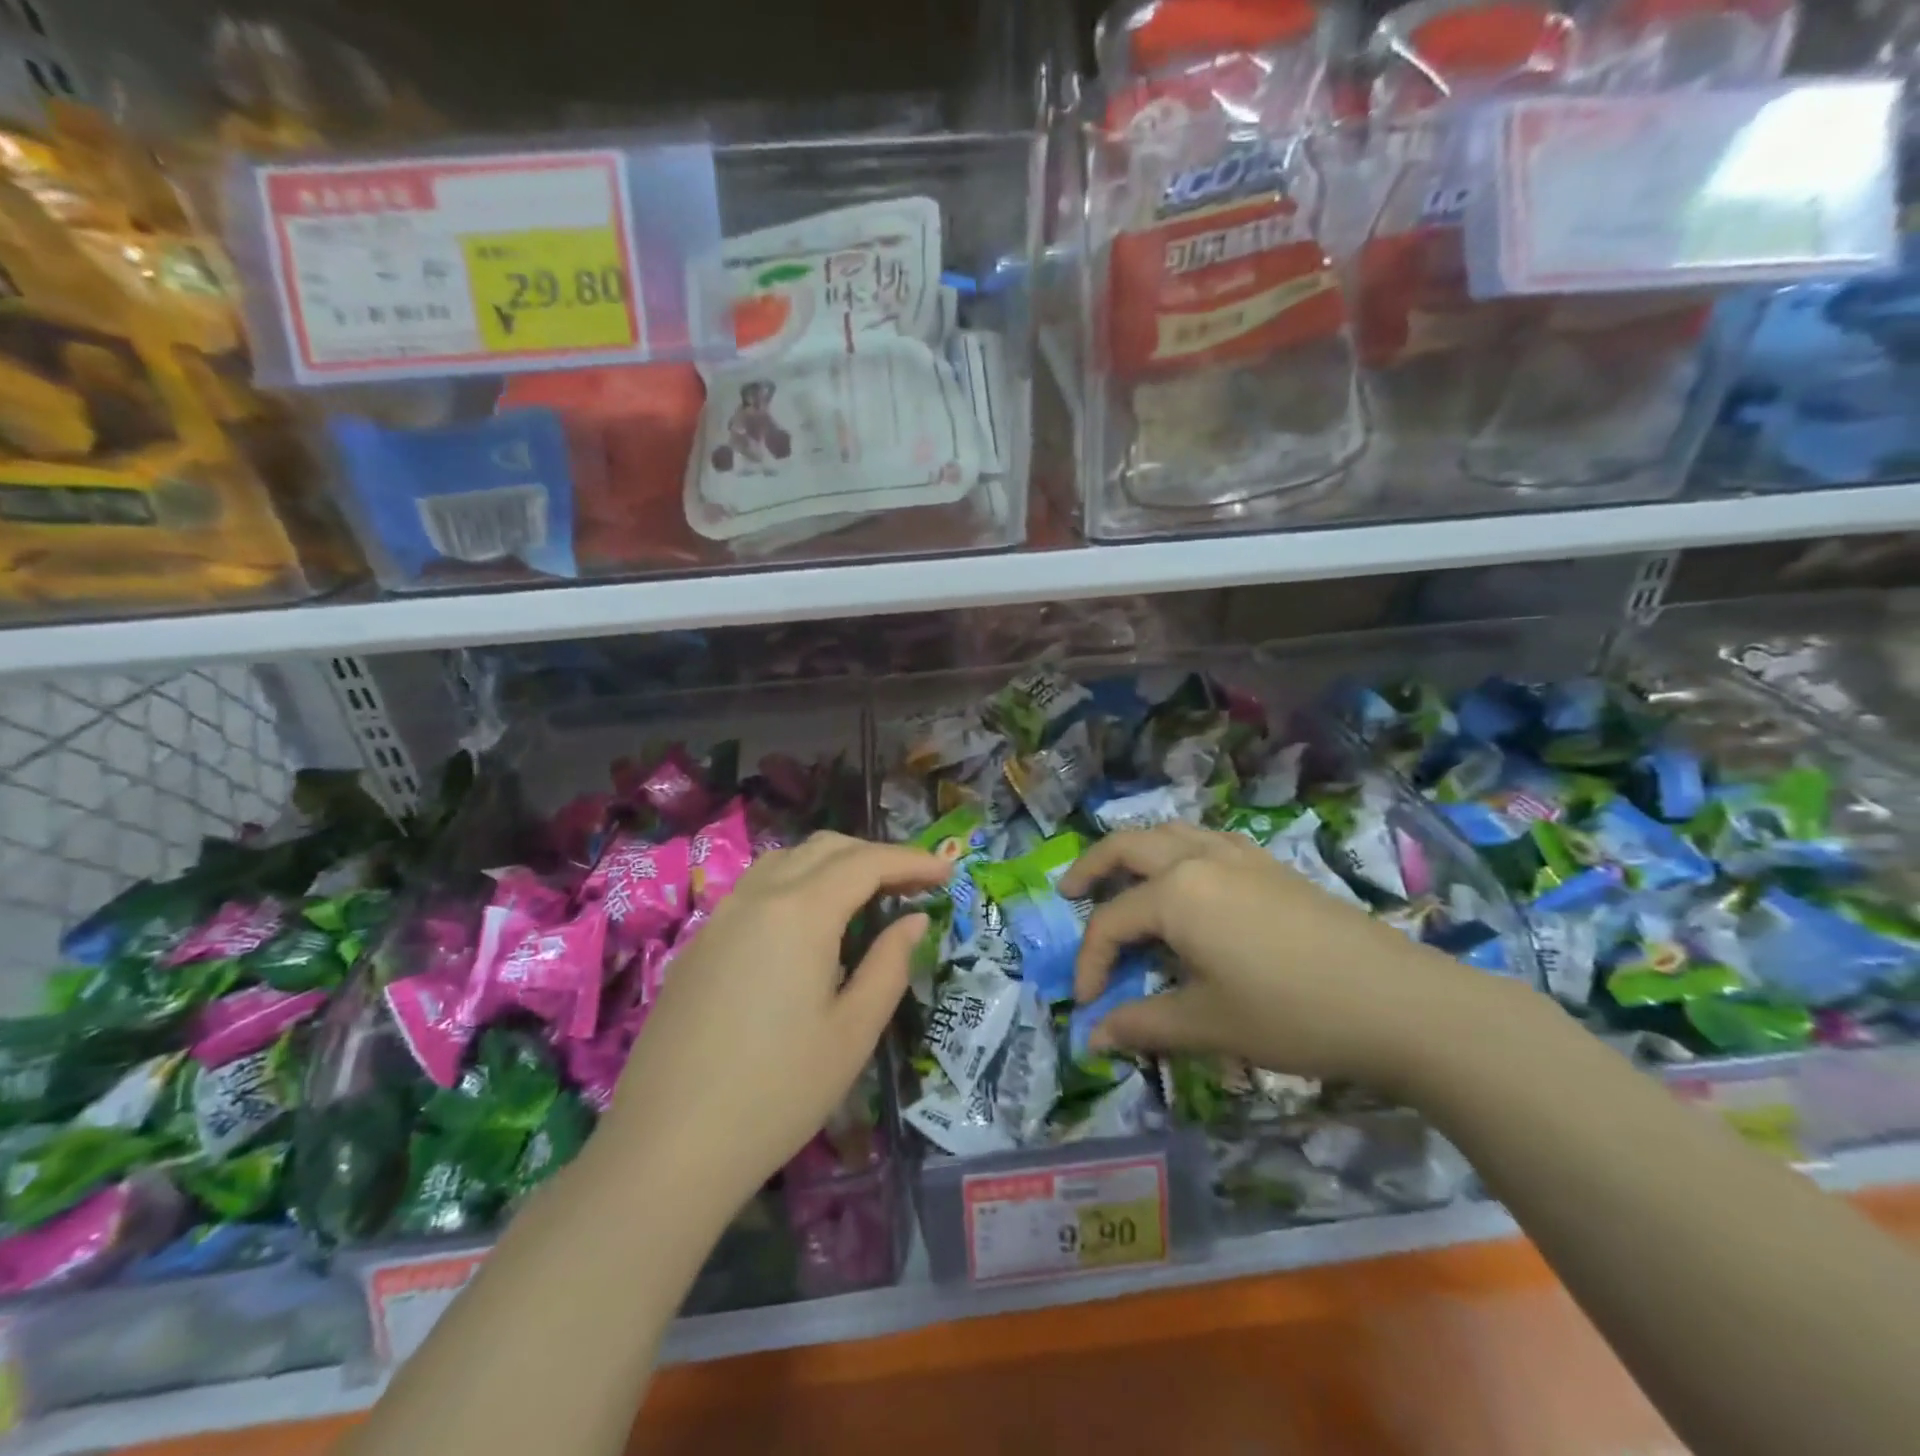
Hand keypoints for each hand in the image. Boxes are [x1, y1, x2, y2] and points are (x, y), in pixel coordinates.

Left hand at [598, 832, 949, 1219]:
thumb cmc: (777, 1092)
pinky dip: (797, 883)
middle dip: (875, 856)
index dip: (913, 861)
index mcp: (800, 912)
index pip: (867, 862)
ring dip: (833, 864)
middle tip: (914, 884)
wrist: (665, 1147)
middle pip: (825, 849)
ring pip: (786, 861)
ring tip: (867, 896)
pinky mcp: (700, 943)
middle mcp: (758, 897)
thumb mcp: (853, 1032)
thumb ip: (889, 964)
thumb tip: (913, 921)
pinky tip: (809, 925)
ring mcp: (721, 917)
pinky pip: (757, 888)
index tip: (948, 871)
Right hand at [1057, 824, 1498, 1089]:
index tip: (1087, 1004)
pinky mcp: (1269, 864)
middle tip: (1070, 893)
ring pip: (1168, 832)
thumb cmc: (1292, 1013)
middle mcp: (1199, 858)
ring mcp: (1239, 854)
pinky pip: (1204, 840)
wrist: (1397, 1002)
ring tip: (1121, 878)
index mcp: (1176, 893)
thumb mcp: (1208, 1024)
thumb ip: (1143, 1024)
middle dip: (1092, 869)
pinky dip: (1176, 851)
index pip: (1112, 922)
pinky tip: (1185, 882)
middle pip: (1127, 847)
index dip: (1091, 962)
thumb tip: (1094, 1036)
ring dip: (1135, 851)